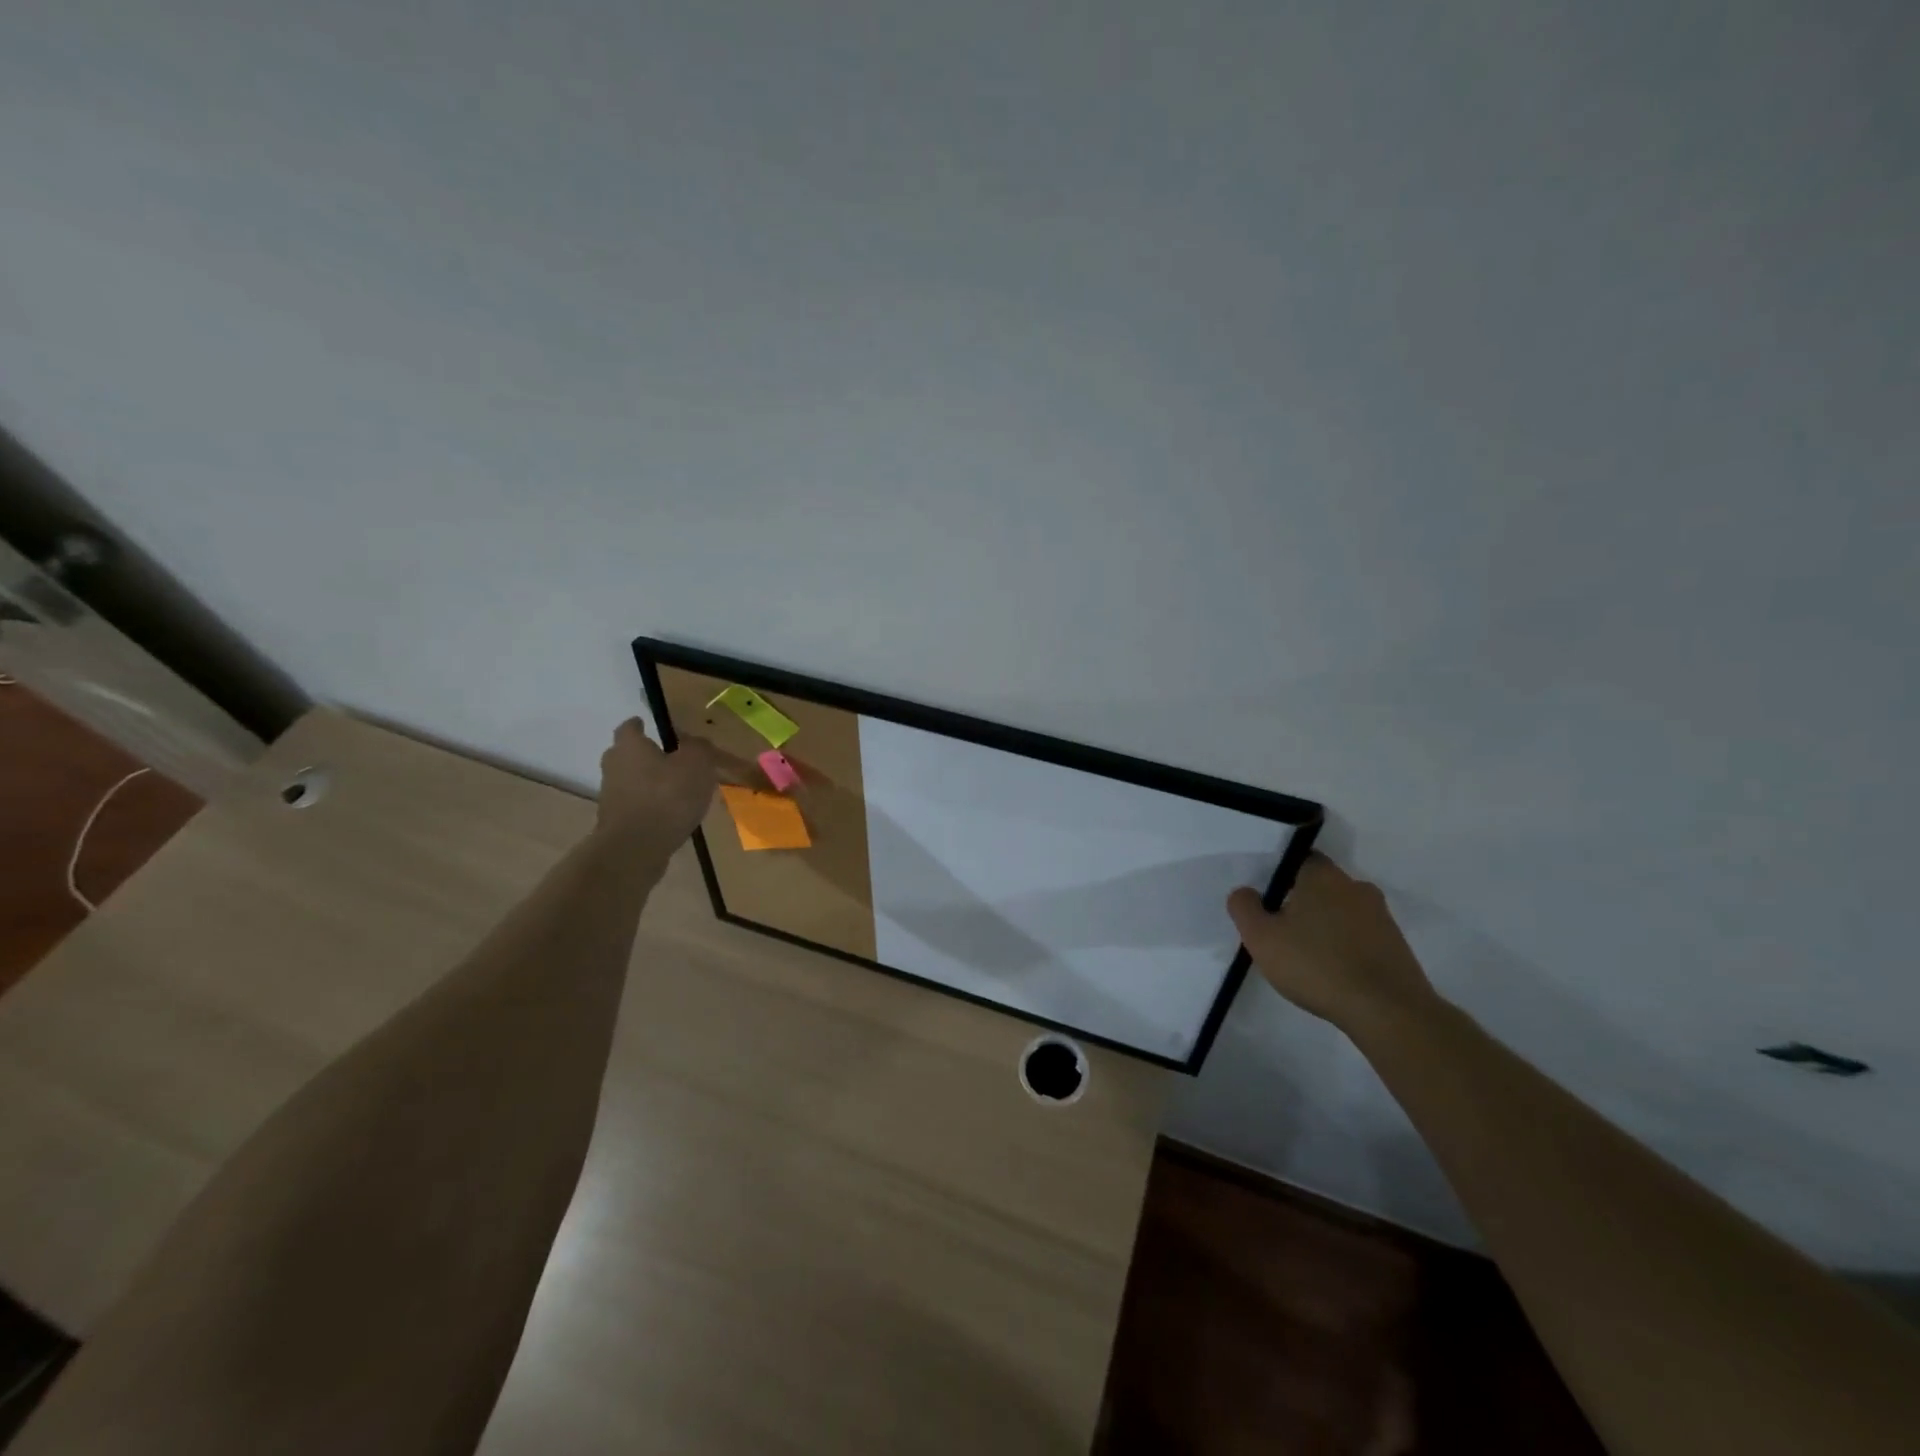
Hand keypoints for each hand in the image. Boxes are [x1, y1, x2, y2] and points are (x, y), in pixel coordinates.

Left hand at [596, 719, 716, 848]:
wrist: (636, 849)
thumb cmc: (667, 797)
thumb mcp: (696, 764)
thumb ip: (698, 747)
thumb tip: (694, 742)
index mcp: (629, 746)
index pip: (630, 726)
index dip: (642, 725)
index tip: (655, 727)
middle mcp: (614, 766)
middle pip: (628, 754)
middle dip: (647, 755)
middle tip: (672, 759)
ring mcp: (611, 796)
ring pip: (632, 781)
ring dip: (650, 783)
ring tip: (679, 791)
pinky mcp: (616, 822)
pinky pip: (636, 805)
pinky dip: (650, 806)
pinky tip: (672, 815)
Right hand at [1227, 854, 1439, 1034]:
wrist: (1388, 1011)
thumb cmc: (1317, 965)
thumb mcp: (1261, 938)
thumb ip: (1244, 908)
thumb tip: (1245, 892)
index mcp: (1322, 876)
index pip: (1298, 859)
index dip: (1280, 876)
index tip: (1267, 901)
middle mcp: (1356, 886)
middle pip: (1321, 887)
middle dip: (1302, 903)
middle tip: (1281, 931)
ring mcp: (1381, 916)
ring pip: (1342, 912)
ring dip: (1325, 927)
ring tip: (1307, 958)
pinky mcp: (1396, 945)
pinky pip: (1360, 936)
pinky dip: (1345, 947)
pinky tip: (1333, 973)